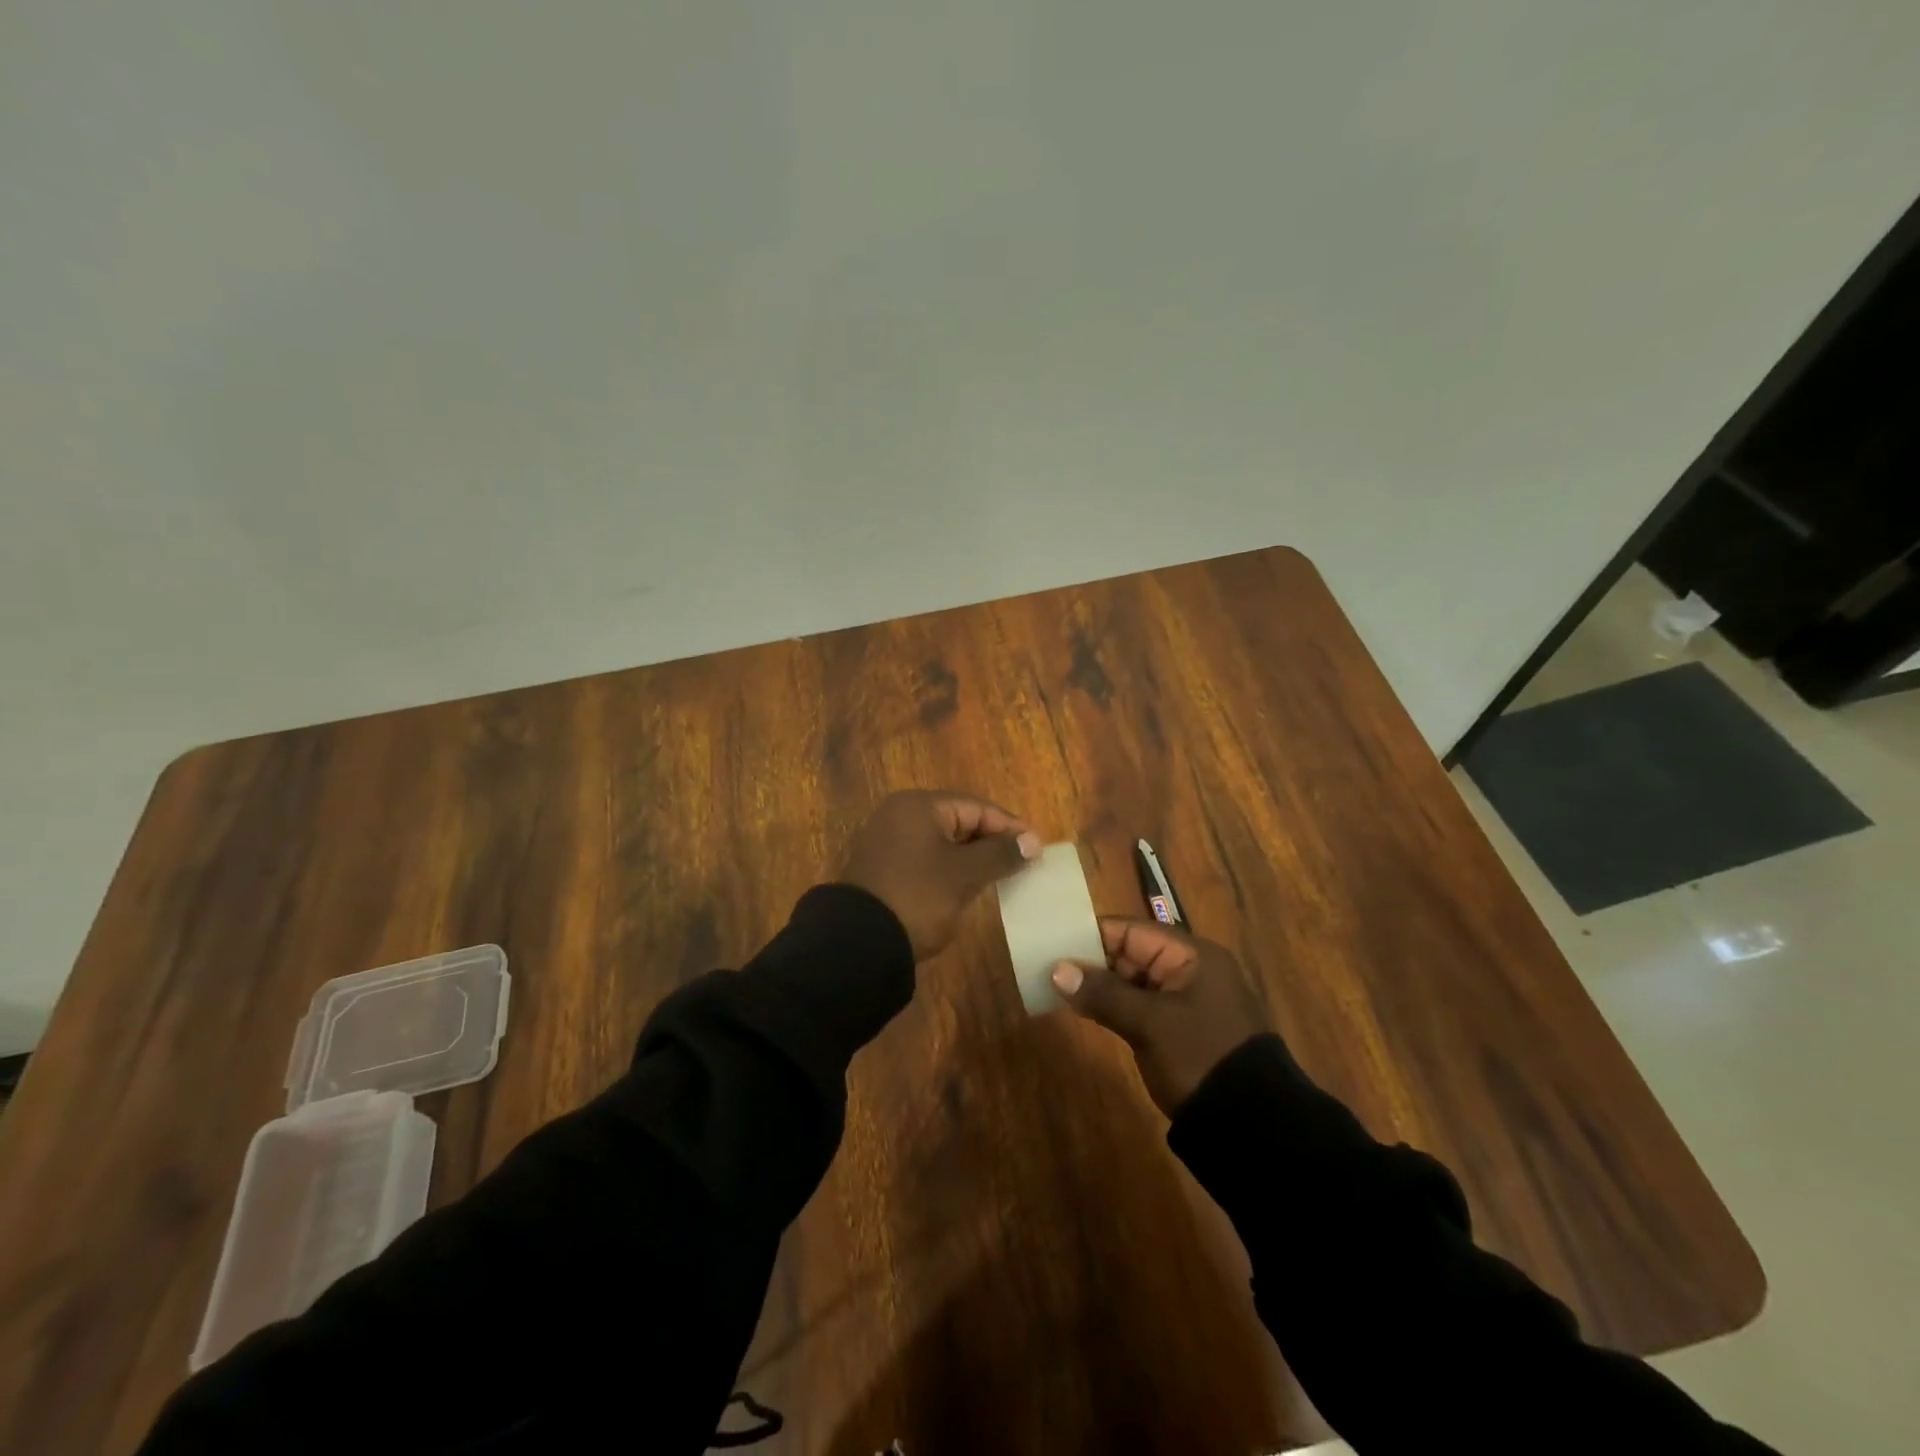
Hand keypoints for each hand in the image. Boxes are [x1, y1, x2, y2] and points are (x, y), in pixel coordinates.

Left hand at [841, 791, 1040, 960]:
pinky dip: (949, 868)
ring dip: (972, 856)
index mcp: (918, 806)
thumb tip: (1033, 842)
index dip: (1009, 826)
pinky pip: (926, 858)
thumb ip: (1000, 854)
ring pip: (942, 841)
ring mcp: (887, 841)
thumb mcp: (964, 875)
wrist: (859, 943)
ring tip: (1003, 874)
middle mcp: (899, 815)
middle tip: (1023, 861)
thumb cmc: (918, 897)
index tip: (1037, 848)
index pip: (975, 807)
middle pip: (958, 820)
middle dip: (991, 840)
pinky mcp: (883, 868)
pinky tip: (968, 885)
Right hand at [1050, 920, 1267, 1114]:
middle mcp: (1188, 970)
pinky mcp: (1177, 1029)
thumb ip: (1104, 993)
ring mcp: (1184, 1001)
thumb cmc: (1201, 1058)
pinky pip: (1138, 1006)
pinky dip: (1112, 1006)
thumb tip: (1057, 969)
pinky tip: (1081, 1009)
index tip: (1051, 942)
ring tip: (1054, 986)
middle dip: (1090, 961)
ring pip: (1131, 981)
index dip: (1091, 935)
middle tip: (1046, 967)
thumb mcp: (1150, 1024)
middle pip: (1130, 953)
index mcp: (1191, 955)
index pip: (1132, 931)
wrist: (1252, 1127)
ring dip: (1098, 985)